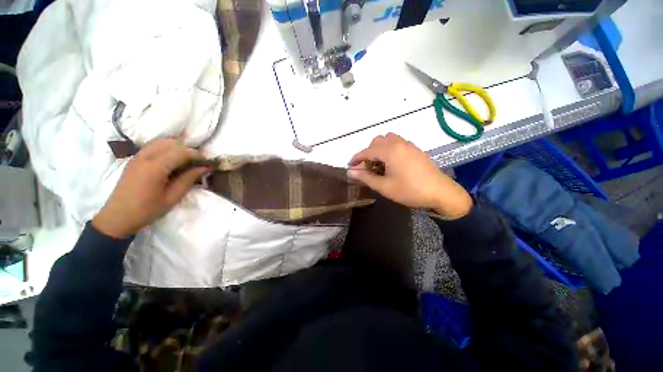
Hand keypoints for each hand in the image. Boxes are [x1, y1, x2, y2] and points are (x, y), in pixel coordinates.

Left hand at [92, 138, 211, 238]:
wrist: (118, 216)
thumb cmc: (147, 210)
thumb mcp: (172, 197)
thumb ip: (189, 179)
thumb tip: (205, 168)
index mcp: (155, 167)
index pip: (181, 152)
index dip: (197, 155)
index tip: (208, 163)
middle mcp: (145, 156)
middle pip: (172, 143)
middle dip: (189, 150)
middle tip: (198, 163)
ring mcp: (138, 156)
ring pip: (162, 141)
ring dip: (178, 147)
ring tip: (186, 161)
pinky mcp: (135, 158)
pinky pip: (154, 145)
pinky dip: (167, 148)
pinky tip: (172, 160)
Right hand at [348, 133, 471, 219]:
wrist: (440, 193)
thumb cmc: (410, 190)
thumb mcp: (384, 187)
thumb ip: (366, 178)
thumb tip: (351, 172)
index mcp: (390, 151)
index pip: (367, 151)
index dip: (356, 158)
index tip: (350, 165)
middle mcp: (399, 143)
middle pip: (377, 141)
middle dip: (368, 152)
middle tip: (367, 167)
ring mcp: (409, 145)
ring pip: (389, 140)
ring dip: (380, 149)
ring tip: (379, 164)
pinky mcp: (416, 150)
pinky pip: (398, 143)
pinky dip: (390, 149)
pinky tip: (392, 164)